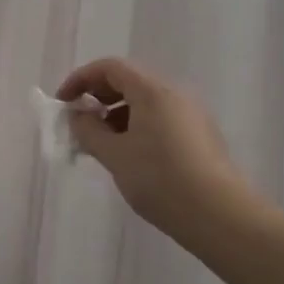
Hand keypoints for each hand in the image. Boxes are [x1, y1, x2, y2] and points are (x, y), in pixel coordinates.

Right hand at [56, 57, 264, 247]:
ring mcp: (192, 115)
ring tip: (101, 145)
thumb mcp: (114, 155)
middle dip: (98, 97)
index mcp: (153, 91)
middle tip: (79, 124)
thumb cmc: (160, 180)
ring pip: (145, 103)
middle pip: (129, 81)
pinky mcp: (200, 137)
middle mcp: (175, 95)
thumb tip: (78, 116)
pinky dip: (137, 127)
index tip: (63, 103)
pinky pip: (160, 119)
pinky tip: (129, 157)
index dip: (81, 79)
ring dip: (116, 115)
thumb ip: (88, 130)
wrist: (220, 216)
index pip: (110, 67)